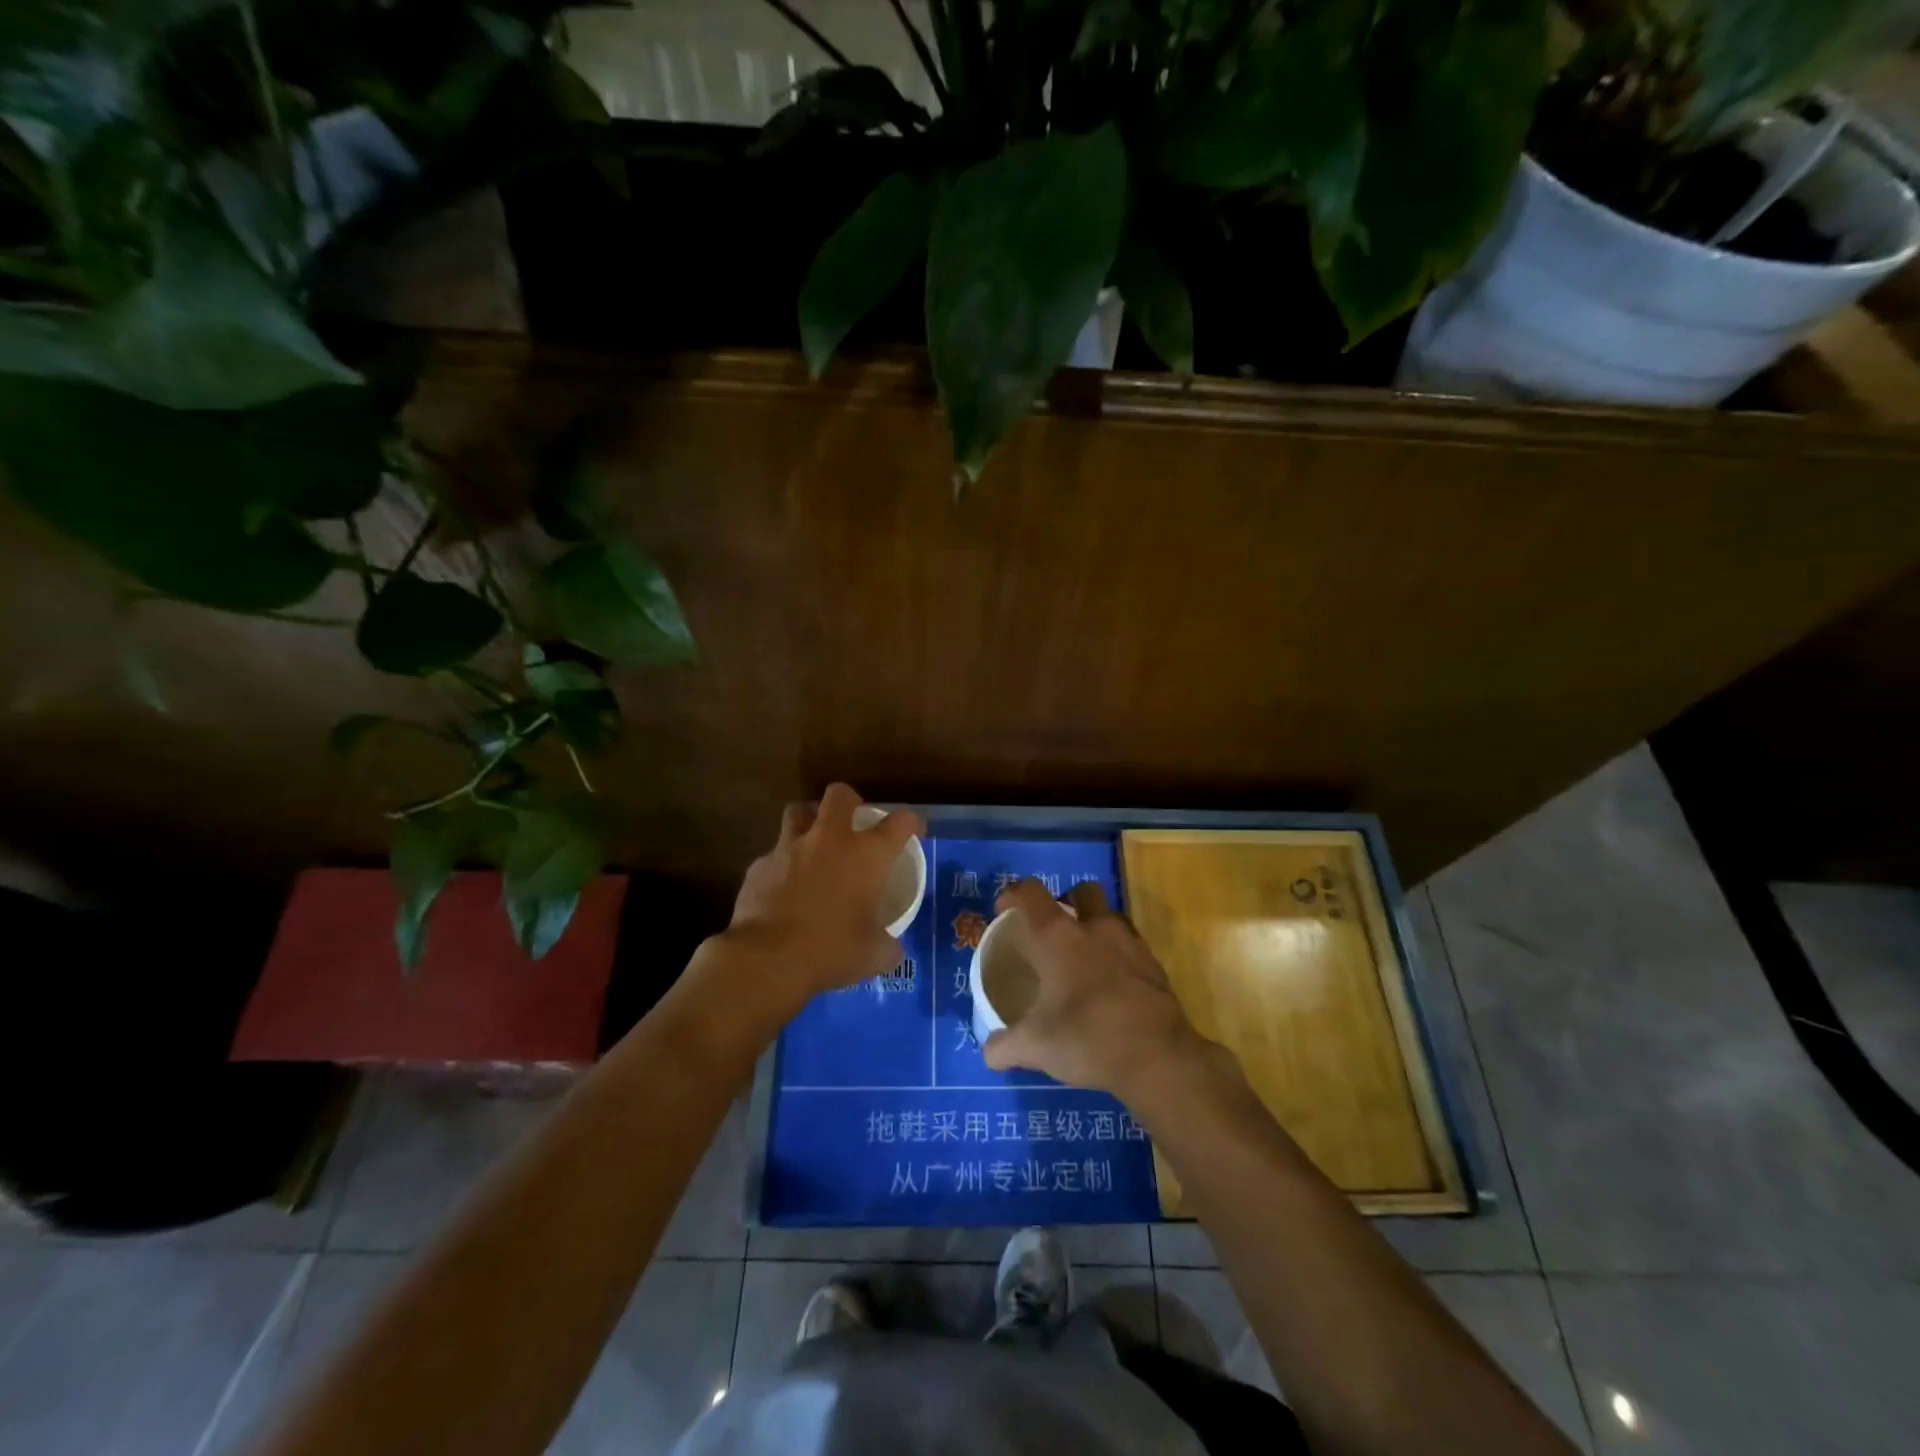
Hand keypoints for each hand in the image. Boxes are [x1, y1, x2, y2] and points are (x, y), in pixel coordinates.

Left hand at [722, 784, 925, 1001]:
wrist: (767, 959)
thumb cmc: (830, 951)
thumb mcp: (874, 955)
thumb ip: (888, 944)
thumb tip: (891, 946)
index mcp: (867, 855)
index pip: (901, 822)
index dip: (911, 823)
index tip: (912, 831)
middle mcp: (830, 840)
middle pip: (840, 795)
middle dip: (849, 802)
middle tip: (852, 823)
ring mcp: (790, 847)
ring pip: (798, 812)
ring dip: (808, 821)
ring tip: (813, 843)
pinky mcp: (759, 865)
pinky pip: (774, 854)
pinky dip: (782, 864)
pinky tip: (783, 887)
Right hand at [981, 879, 1207, 1101]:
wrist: (1159, 1057)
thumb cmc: (1089, 1038)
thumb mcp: (1036, 1047)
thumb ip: (1004, 1046)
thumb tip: (989, 1052)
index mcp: (1059, 937)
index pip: (1030, 894)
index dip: (1013, 894)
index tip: (1003, 910)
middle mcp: (1095, 928)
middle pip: (1081, 892)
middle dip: (1066, 901)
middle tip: (1053, 931)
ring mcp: (1130, 943)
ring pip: (1110, 916)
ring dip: (1095, 927)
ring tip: (1083, 959)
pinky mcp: (1154, 965)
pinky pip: (1130, 946)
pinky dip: (1117, 956)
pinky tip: (1110, 986)